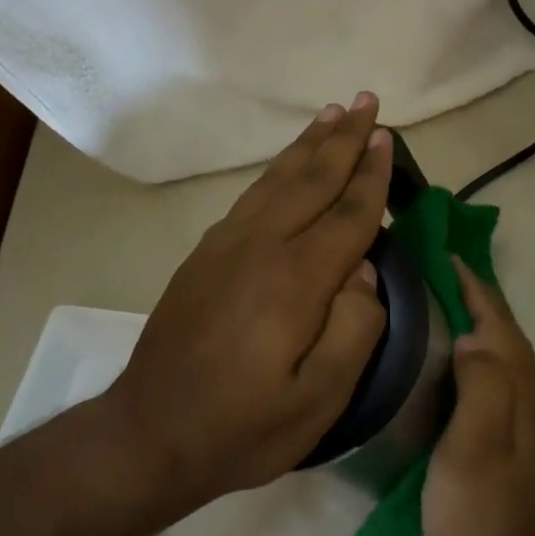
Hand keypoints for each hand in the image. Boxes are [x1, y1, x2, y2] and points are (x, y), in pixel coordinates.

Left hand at [103, 94, 392, 510]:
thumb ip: (354, 330)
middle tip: (367, 101)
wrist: (147, 434)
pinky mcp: (206, 252)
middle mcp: (262, 245)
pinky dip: (278, 168)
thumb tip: (365, 271)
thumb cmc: (242, 427)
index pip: (348, 214)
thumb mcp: (318, 401)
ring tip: (332, 112)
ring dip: (310, 143)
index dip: (372, 175)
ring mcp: (228, 244)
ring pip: (279, 178)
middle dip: (344, 138)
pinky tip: (288, 163)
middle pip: (313, 179)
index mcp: (295, 280)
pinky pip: (253, 194)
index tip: (387, 138)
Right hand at [423, 259, 534, 535]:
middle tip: (437, 272)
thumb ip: (482, 384)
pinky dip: (473, 353)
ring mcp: (520, 423)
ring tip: (440, 304)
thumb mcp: (473, 446)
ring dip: (476, 322)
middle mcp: (527, 399)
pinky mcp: (507, 442)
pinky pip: (491, 377)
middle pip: (504, 333)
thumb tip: (474, 338)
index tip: (445, 256)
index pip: (499, 323)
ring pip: (499, 355)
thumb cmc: (477, 514)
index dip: (474, 287)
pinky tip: (449, 362)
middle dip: (476, 297)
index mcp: (519, 392)